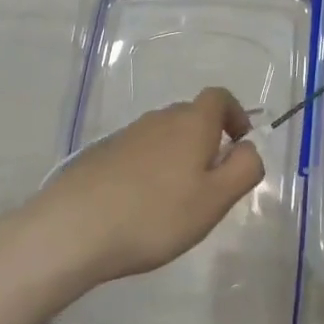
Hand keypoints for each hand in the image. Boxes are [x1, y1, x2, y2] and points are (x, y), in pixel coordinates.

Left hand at [21, 87, 264, 287]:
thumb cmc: (155, 215)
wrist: (74, 227)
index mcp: (192, 123)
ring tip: (174, 202)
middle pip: (192, 116)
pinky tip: (140, 207)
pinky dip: (149, 170)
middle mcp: (160, 119)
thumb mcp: (215, 200)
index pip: (220, 97)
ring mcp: (127, 134)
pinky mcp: (102, 154)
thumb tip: (249, 148)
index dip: (235, 115)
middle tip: (209, 185)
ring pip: (164, 136)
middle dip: (207, 142)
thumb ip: (244, 169)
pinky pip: (138, 153)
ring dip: (177, 158)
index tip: (239, 145)